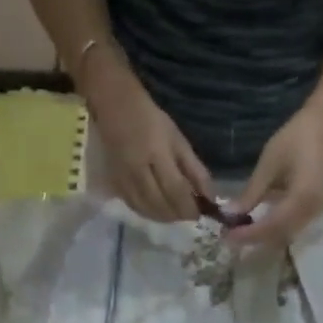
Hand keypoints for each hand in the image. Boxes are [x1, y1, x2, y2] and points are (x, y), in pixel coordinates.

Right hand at [80, 50, 213, 222]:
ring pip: (146, 209)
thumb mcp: (177, 139)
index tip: (201, 214)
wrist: (112, 105)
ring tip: (176, 214)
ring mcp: (123, 178)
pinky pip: (133, 206)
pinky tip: (158, 210)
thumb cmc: (149, 118)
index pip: (176, 190)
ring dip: (164, 217)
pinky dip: (148, 213)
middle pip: (160, 204)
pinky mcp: (114, 183)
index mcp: (157, 154)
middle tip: (190, 215)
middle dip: (178, 215)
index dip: (189, 207)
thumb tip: (210, 196)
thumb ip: (195, 169)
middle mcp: (138, 170)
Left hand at [228, 103, 322, 248]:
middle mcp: (311, 210)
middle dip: (253, 239)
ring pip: (284, 235)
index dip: (250, 233)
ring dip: (261, 237)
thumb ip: (251, 193)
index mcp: (303, 196)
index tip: (227, 236)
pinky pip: (289, 228)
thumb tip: (229, 215)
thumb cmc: (294, 140)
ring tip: (238, 233)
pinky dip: (270, 231)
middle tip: (228, 237)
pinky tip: (254, 226)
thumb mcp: (268, 165)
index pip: (273, 224)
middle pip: (279, 235)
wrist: (321, 130)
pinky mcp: (311, 212)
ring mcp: (314, 213)